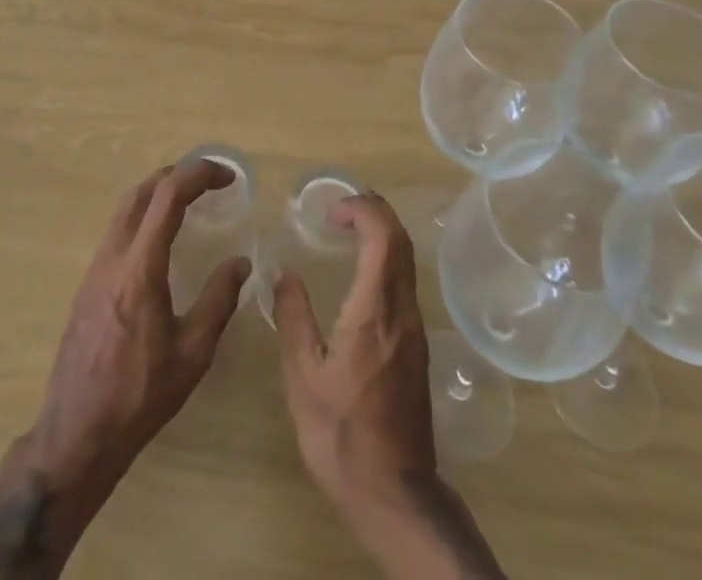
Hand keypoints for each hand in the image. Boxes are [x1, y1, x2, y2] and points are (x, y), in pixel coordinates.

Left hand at [0, 161, 249, 579]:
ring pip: (124, 210)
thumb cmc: (139, 396)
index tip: (227, 177)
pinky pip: (116, 232)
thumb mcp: (192, 353)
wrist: (76, 436)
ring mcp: (94, 269)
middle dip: (176, 174)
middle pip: (141, 192)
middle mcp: (113, 257)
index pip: (168, 196)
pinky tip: (159, 241)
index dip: (198, 174)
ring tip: (188, 202)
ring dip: (156, 193)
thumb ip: (218, 301)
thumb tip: (240, 263)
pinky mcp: (87, 285)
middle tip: (208, 181)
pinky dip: (142, 217)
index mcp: (140, 268)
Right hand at [272, 191, 434, 508]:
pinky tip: (361, 271)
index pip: (383, 236)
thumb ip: (293, 317)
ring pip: (407, 260)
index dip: (361, 209)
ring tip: (348, 229)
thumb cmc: (342, 435)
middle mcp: (402, 310)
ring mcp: (414, 328)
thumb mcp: (303, 377)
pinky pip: (405, 281)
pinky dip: (386, 257)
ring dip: (382, 232)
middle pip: (401, 240)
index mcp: (374, 311)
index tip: (331, 211)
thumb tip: (284, 272)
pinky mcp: (417, 345)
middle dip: (374, 210)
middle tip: (340, 208)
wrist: (395, 494)